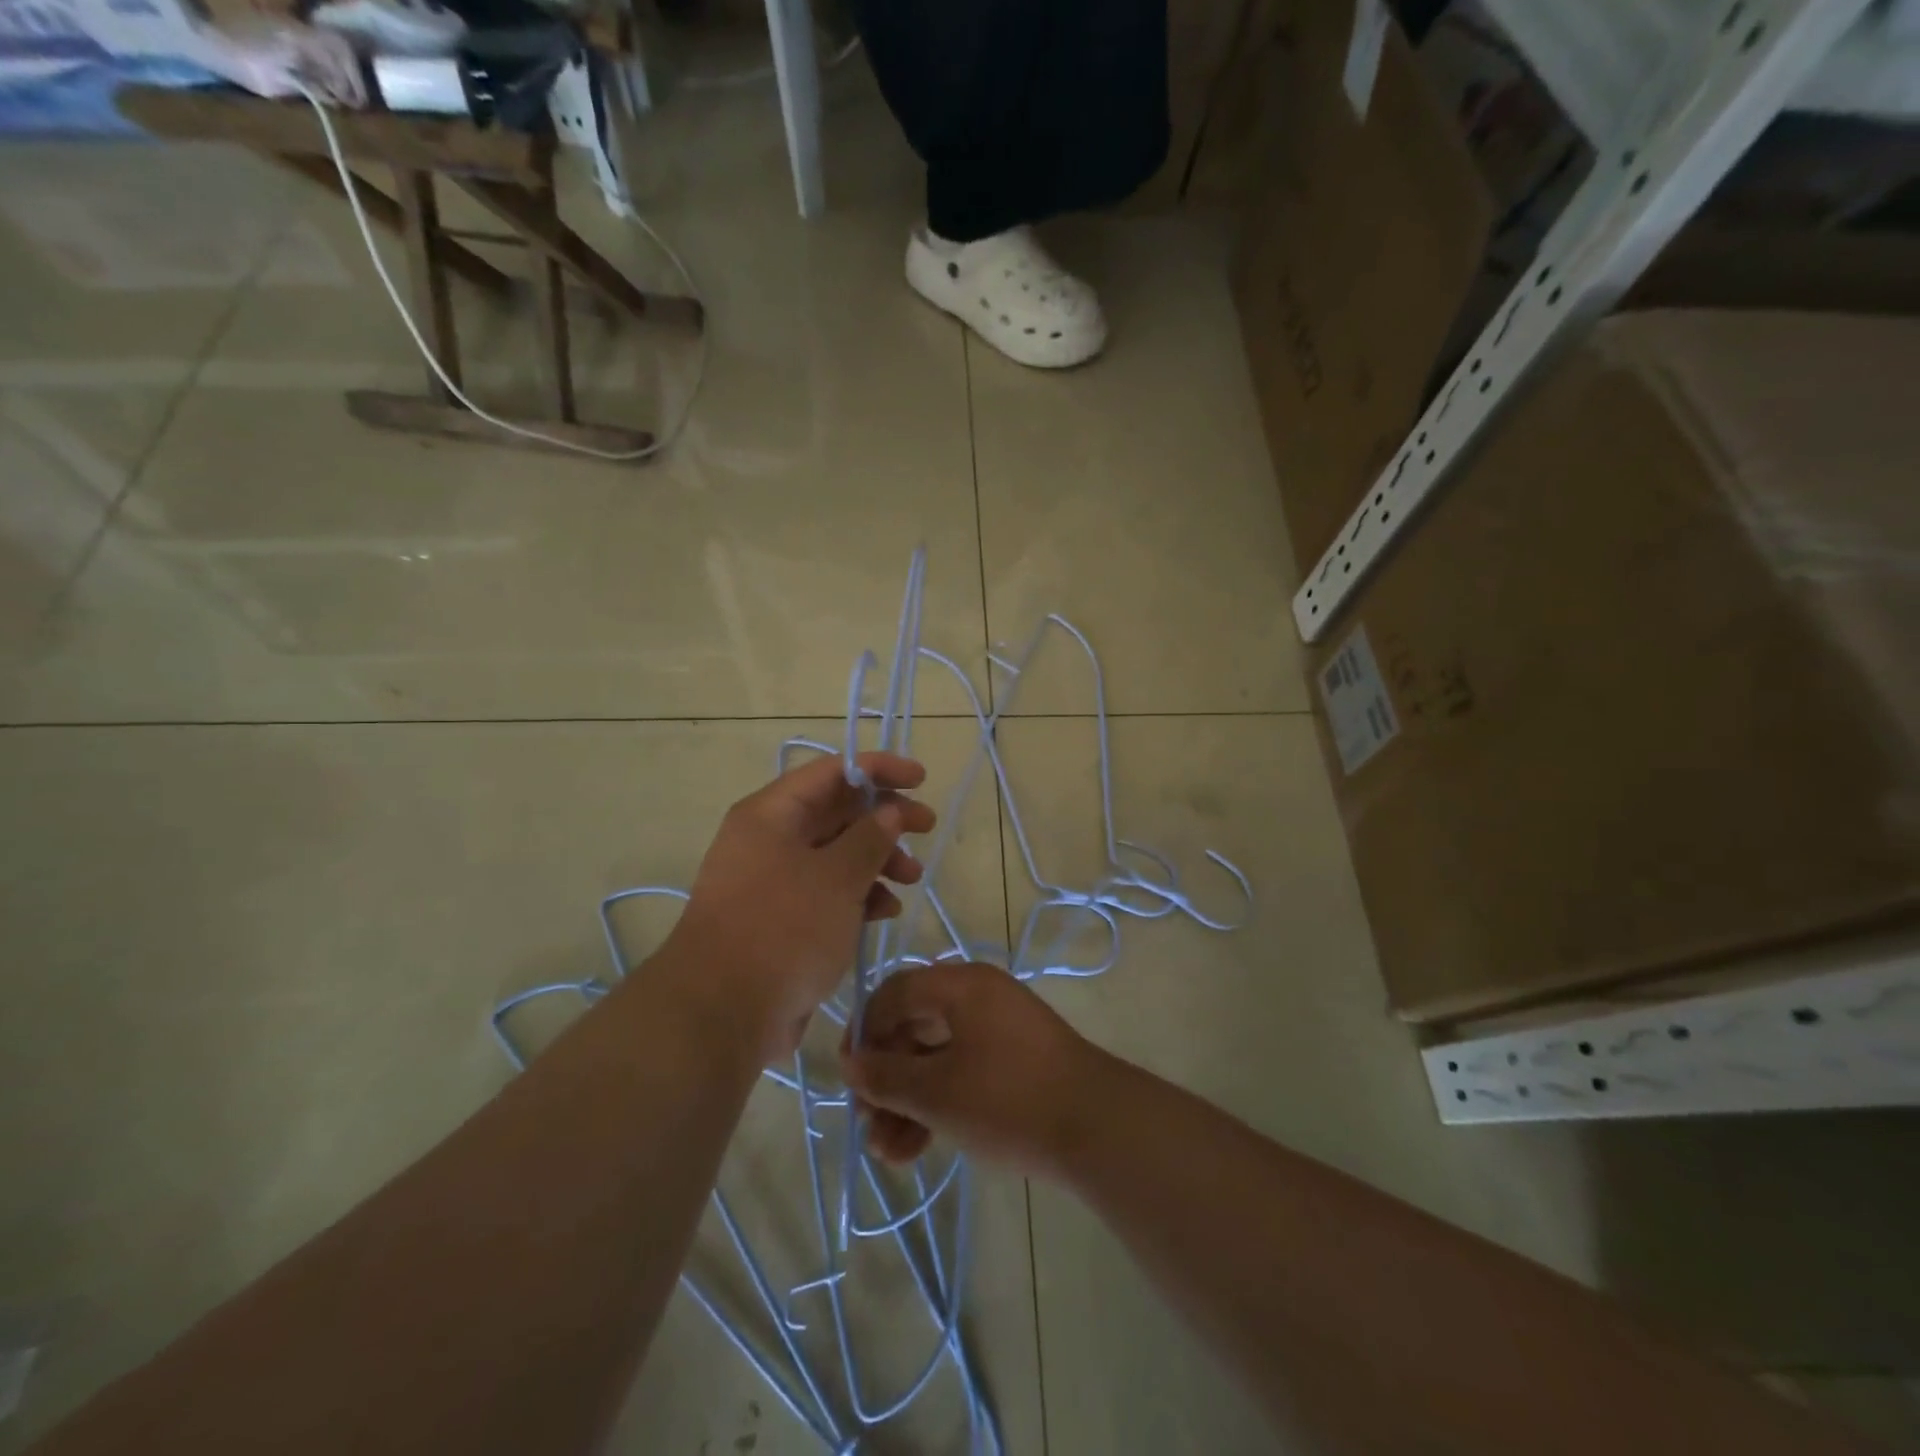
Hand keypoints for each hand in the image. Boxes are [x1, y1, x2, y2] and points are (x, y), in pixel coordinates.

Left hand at [668, 751, 934, 1061]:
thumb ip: (870, 837)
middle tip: (926, 826)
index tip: (921, 779)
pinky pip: (826, 891)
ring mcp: (772, 880)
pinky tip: (885, 910)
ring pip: (835, 853)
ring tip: (912, 878)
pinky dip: (857, 894)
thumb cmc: (783, 929)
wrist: (721, 1012)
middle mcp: (768, 839)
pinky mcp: (780, 918)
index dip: (878, 769)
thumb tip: (889, 811)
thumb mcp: (837, 877)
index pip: (831, 772)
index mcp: (772, 814)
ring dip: (877, 859)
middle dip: (884, 817)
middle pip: (836, 811)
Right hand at [840, 962, 1112, 1175]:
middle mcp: (977, 996)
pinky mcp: (1011, 1062)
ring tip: (886, 1154)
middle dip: (885, 1079)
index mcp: (960, 985)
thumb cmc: (1007, 1099)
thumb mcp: (937, 1093)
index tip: (848, 1077)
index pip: (893, 992)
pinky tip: (914, 1150)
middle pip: (912, 1027)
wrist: (1097, 1128)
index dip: (864, 1032)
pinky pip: (961, 1072)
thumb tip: (850, 1063)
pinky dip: (936, 1104)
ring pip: (935, 1057)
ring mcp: (997, 1029)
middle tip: (867, 1122)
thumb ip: (887, 1077)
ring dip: (906, 1101)